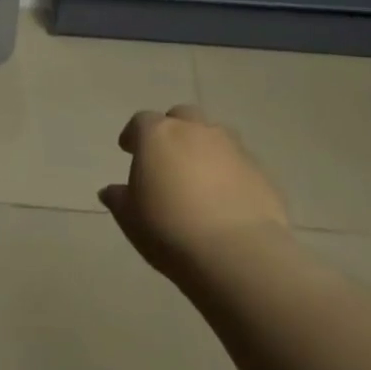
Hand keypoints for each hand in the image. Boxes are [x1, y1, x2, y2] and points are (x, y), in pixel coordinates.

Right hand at [100, 105, 288, 279]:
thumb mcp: (131, 219)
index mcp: (158, 135)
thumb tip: (110, 191)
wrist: (237, 253)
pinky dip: (229, 172)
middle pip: (181, 116)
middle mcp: (196, 131)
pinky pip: (238, 162)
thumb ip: (119, 199)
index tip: (128, 150)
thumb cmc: (170, 230)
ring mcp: (232, 147)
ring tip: (199, 177)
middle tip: (167, 157)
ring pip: (214, 135)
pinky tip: (226, 199)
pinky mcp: (260, 170)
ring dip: (203, 147)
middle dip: (173, 130)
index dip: (133, 135)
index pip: (141, 122)